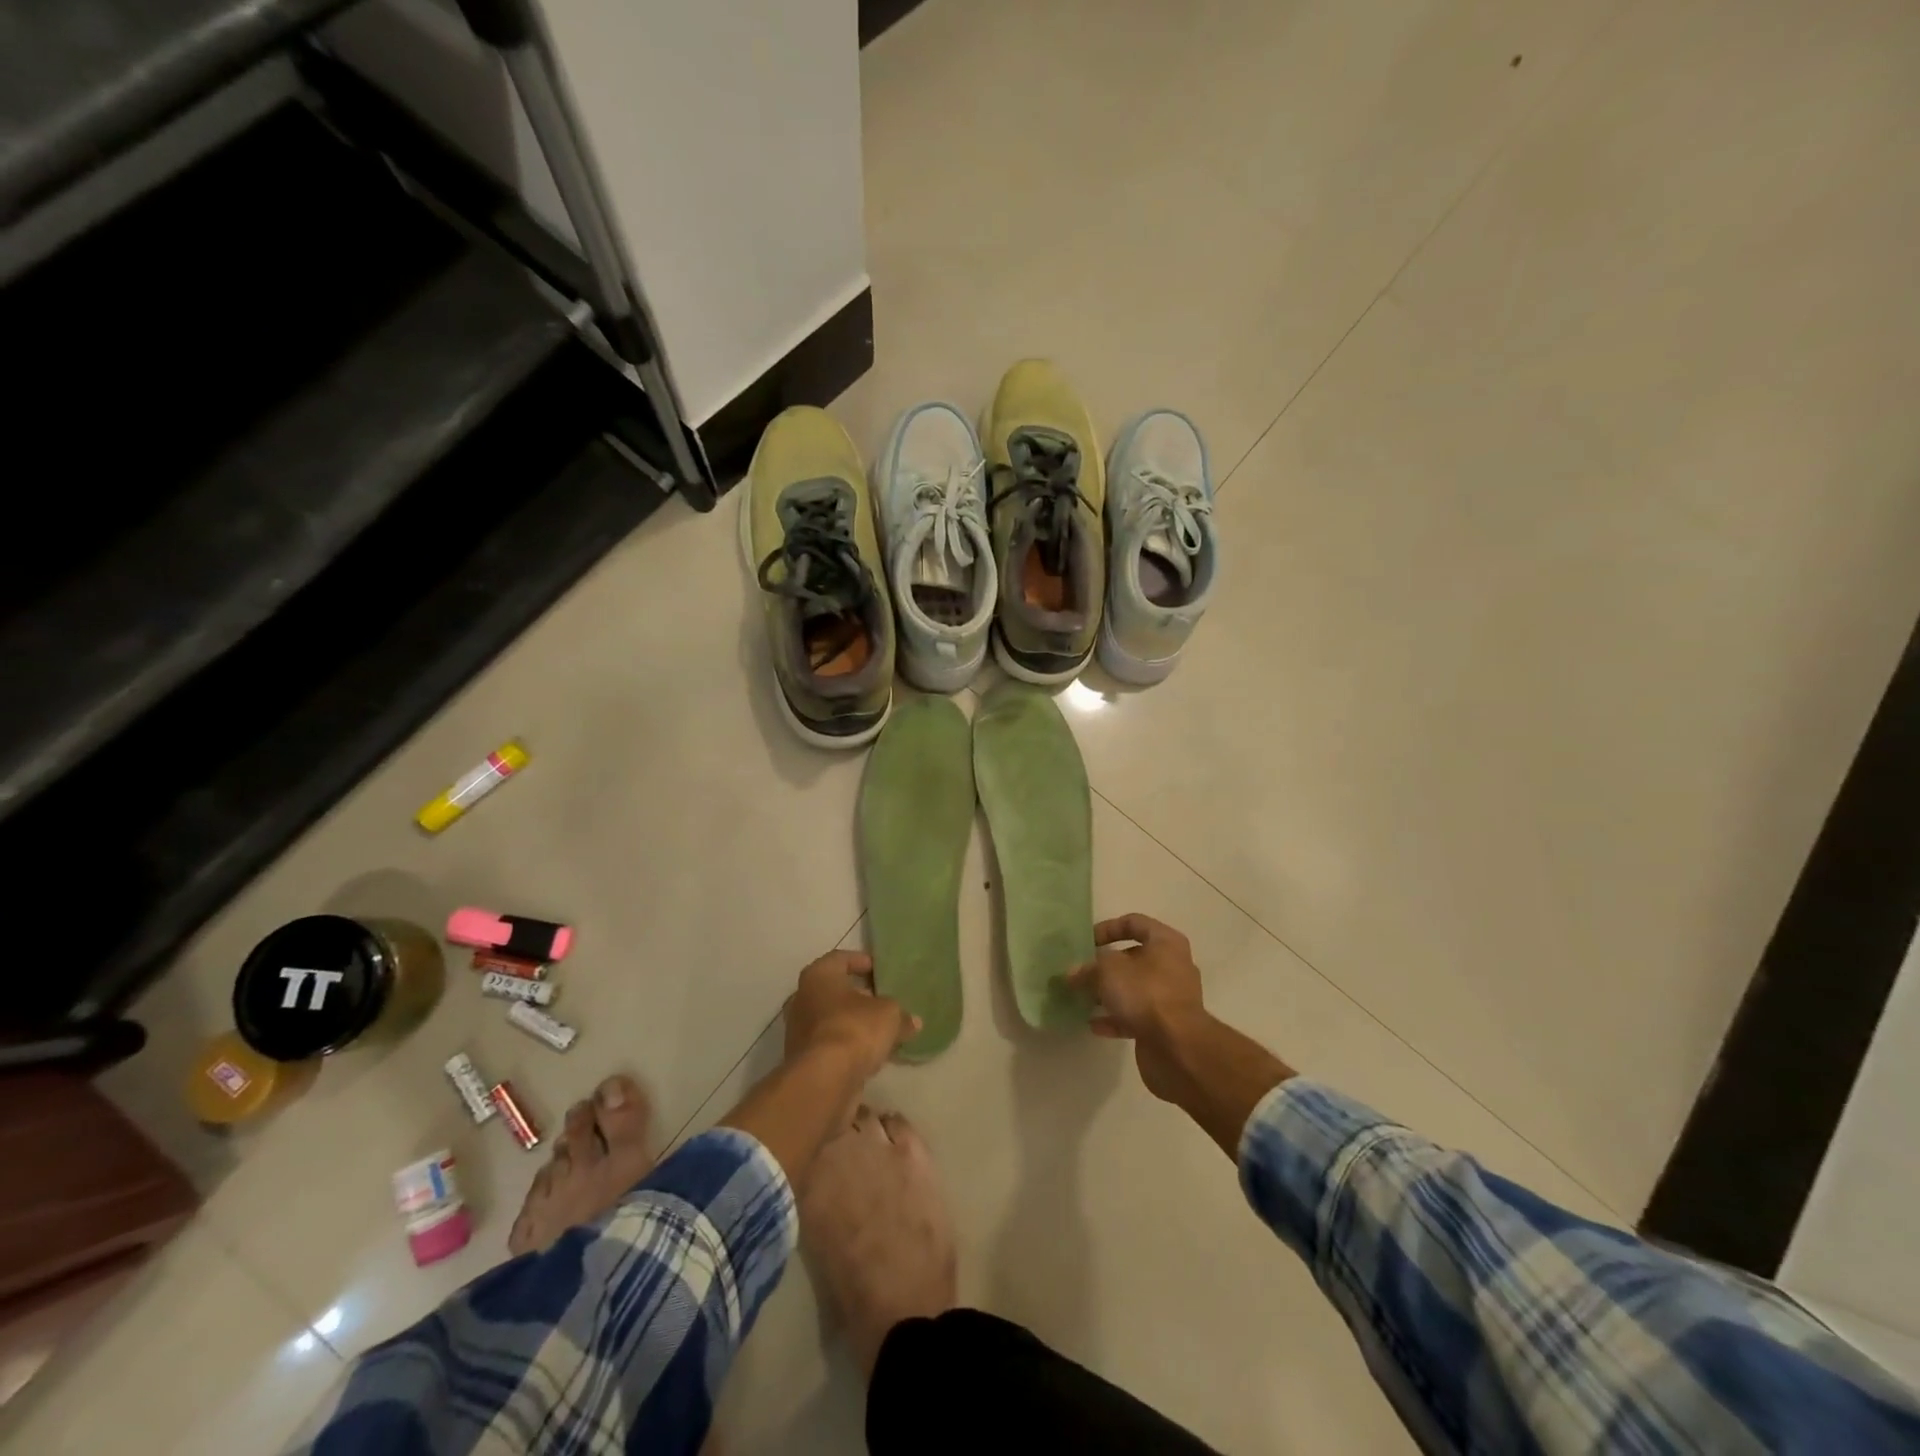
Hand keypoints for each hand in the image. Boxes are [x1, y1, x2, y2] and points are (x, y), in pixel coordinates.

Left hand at [784, 950, 918, 1081]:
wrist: (824, 1080)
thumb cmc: (854, 1029)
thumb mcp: (890, 1015)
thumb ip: (901, 1015)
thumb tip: (913, 1022)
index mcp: (818, 976)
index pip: (839, 959)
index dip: (861, 962)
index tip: (879, 970)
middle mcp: (802, 999)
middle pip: (833, 990)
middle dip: (857, 996)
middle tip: (881, 1001)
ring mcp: (798, 1031)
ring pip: (830, 1020)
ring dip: (852, 1023)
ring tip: (880, 1031)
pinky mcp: (802, 1060)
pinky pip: (829, 1045)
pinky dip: (847, 1047)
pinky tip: (869, 1055)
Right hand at [1067, 914, 1209, 1103]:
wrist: (1177, 1047)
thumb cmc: (1145, 993)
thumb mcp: (1107, 971)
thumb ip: (1087, 969)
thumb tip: (1072, 973)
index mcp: (1165, 942)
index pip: (1134, 923)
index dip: (1107, 928)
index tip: (1086, 942)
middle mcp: (1172, 966)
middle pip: (1133, 957)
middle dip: (1105, 965)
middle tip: (1080, 972)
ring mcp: (1170, 998)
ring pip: (1133, 988)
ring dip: (1108, 993)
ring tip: (1081, 998)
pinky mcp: (1166, 1026)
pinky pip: (1135, 1016)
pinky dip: (1115, 1018)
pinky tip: (1093, 1024)